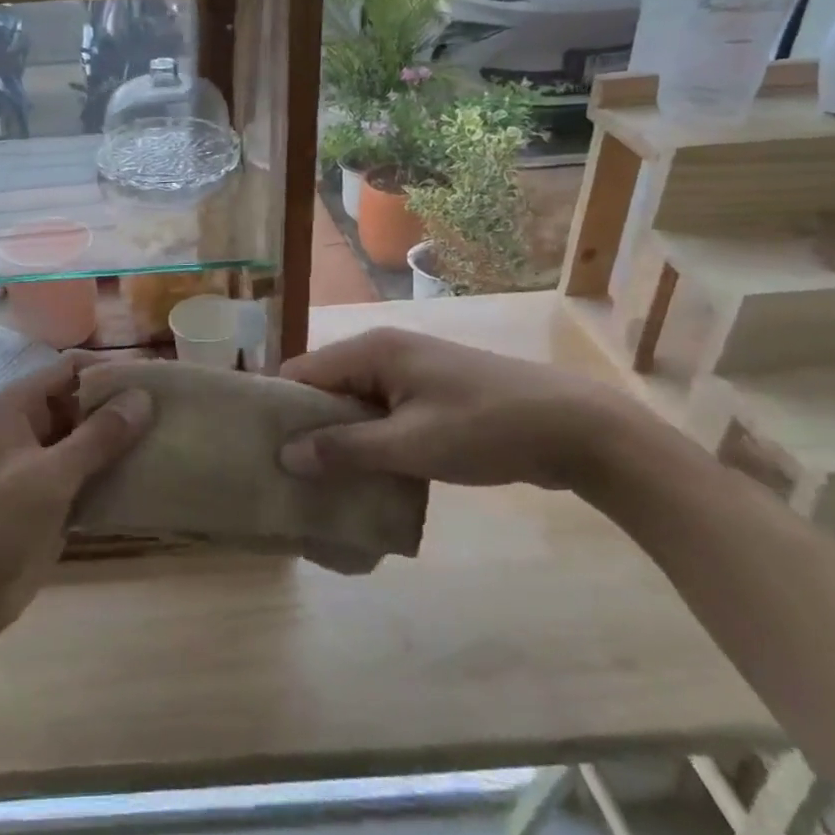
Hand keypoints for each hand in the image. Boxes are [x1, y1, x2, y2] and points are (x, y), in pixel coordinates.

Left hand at [0, 353, 154, 648]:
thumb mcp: (49, 476)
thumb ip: (99, 435)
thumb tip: (145, 396)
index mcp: (15, 406)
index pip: (70, 369)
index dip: (112, 372)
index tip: (158, 383)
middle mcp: (26, 426)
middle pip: (81, 401)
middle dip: (121, 407)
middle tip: (171, 416)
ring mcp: (38, 463)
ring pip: (87, 439)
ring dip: (121, 442)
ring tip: (170, 441)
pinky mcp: (49, 497)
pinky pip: (87, 473)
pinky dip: (112, 472)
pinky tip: (149, 476)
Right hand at [277, 328, 648, 490]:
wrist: (575, 428)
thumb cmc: (485, 429)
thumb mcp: (410, 445)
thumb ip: (345, 448)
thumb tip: (285, 454)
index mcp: (372, 351)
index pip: (302, 372)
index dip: (279, 408)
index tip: (260, 450)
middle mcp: (383, 352)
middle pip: (325, 387)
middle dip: (307, 428)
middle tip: (287, 475)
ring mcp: (409, 372)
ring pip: (354, 404)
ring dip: (340, 438)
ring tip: (319, 483)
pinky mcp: (429, 395)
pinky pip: (382, 414)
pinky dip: (369, 440)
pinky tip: (365, 476)